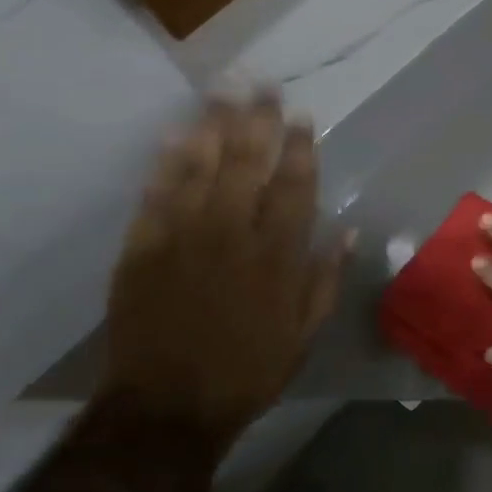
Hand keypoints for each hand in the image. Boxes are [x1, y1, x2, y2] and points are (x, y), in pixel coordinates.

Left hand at [102, 94, 349, 449]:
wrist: (167, 406)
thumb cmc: (248, 371)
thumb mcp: (304, 334)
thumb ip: (326, 279)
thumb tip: (349, 232)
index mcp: (277, 256)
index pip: (293, 187)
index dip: (299, 148)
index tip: (302, 117)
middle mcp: (232, 235)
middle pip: (246, 164)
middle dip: (256, 121)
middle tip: (261, 85)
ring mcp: (182, 238)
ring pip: (199, 168)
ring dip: (212, 126)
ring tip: (221, 91)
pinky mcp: (141, 248)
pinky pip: (156, 194)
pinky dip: (166, 162)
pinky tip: (175, 134)